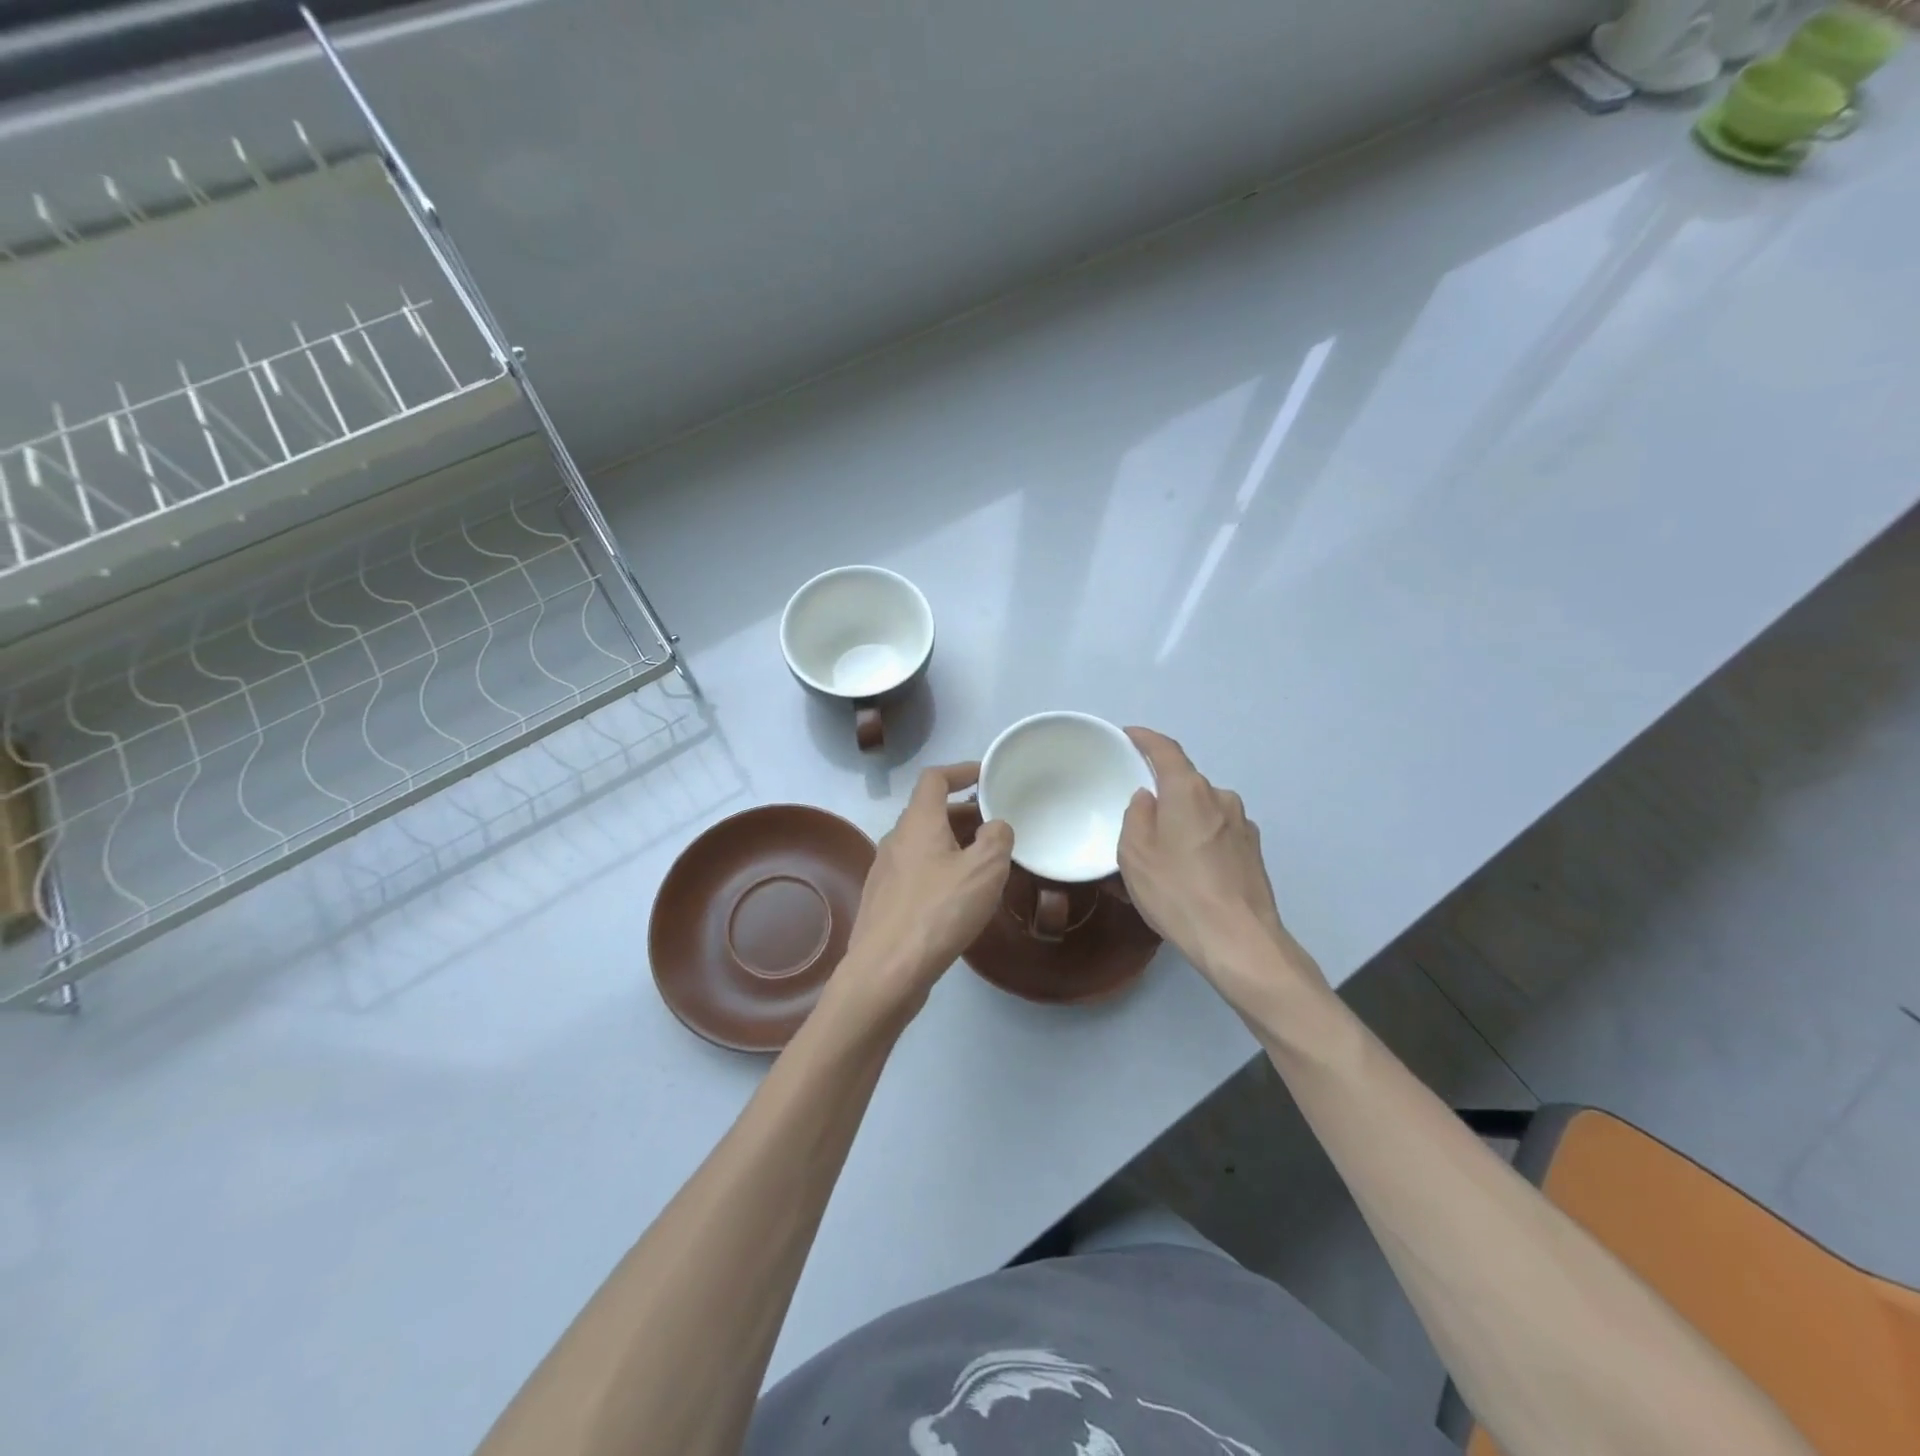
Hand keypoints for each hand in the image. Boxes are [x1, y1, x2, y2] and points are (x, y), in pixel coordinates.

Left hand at [832, 762, 1013, 1026]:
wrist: (886, 971)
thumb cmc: (938, 912)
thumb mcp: (984, 870)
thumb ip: (997, 838)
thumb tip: (994, 827)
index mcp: (918, 822)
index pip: (935, 778)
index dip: (961, 771)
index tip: (985, 776)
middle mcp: (896, 839)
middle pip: (929, 812)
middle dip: (963, 813)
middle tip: (995, 826)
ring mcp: (885, 871)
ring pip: (923, 844)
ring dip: (952, 843)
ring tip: (983, 863)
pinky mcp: (883, 901)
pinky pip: (916, 871)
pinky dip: (939, 869)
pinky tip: (958, 897)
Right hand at [1118, 728, 1322, 1000]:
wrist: (1239, 942)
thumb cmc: (1177, 892)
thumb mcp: (1135, 854)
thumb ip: (1136, 816)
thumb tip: (1147, 799)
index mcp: (1190, 791)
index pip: (1166, 750)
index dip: (1145, 739)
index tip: (1129, 735)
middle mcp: (1221, 798)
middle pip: (1186, 783)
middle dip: (1163, 791)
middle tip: (1138, 814)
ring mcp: (1244, 826)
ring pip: (1203, 810)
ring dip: (1183, 819)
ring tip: (1163, 850)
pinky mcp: (1254, 853)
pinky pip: (1218, 833)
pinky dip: (1200, 840)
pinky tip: (1189, 870)